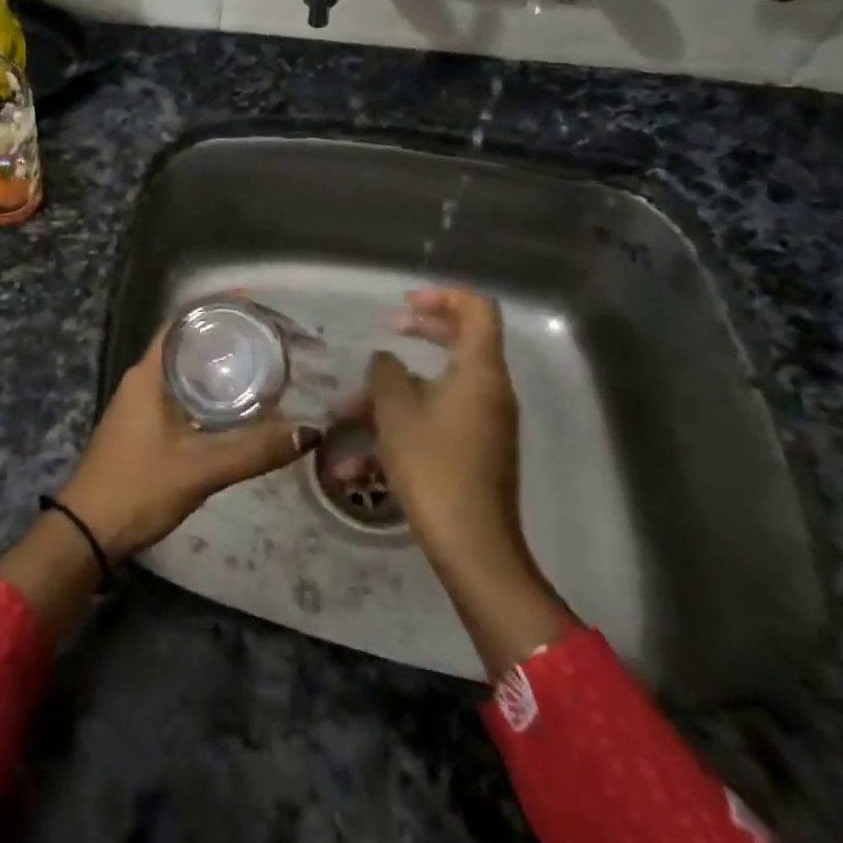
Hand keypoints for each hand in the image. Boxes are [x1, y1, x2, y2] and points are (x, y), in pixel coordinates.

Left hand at [58, 323, 320, 560]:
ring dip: (217, 360)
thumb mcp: (201, 469)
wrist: (88, 530)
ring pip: (185, 366)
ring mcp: (141, 401)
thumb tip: (308, 431)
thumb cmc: (139, 487)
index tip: (254, 302)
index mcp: (149, 372)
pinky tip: (236, 402)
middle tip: (268, 334)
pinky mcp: (145, 424)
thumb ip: (254, 451)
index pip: (182, 320)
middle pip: (186, 339)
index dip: (215, 305)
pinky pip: (182, 390)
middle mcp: (144, 377)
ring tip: (260, 360)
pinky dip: (209, 386)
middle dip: (224, 332)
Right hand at [367, 286, 524, 578]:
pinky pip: (440, 416)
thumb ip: (386, 372)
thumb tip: (386, 360)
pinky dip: (406, 419)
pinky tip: (362, 453)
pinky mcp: (477, 449)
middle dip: (421, 330)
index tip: (404, 304)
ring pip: (441, 384)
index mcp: (480, 371)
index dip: (442, 295)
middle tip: (387, 329)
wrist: (472, 546)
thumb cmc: (433, 466)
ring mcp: (486, 422)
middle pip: (462, 340)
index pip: (477, 309)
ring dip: (398, 387)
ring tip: (351, 408)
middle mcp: (490, 390)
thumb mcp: (395, 411)